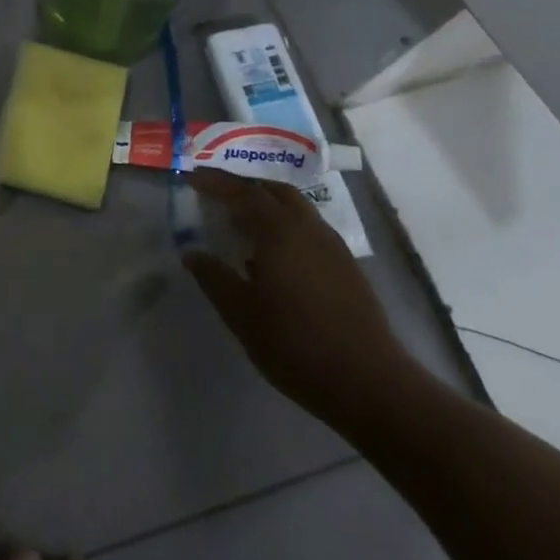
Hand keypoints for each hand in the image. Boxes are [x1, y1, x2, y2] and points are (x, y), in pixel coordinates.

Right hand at [184, 171, 421, 430]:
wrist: (369, 382)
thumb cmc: (295, 344)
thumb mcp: (241, 314)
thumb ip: (214, 278)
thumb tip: (192, 254)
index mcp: (280, 231)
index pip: (243, 192)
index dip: (215, 182)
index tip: (190, 177)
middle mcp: (308, 228)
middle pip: (274, 190)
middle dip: (243, 186)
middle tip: (216, 194)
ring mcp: (332, 246)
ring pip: (295, 208)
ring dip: (266, 204)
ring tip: (241, 222)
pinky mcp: (346, 266)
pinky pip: (308, 228)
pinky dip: (284, 225)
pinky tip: (272, 255)